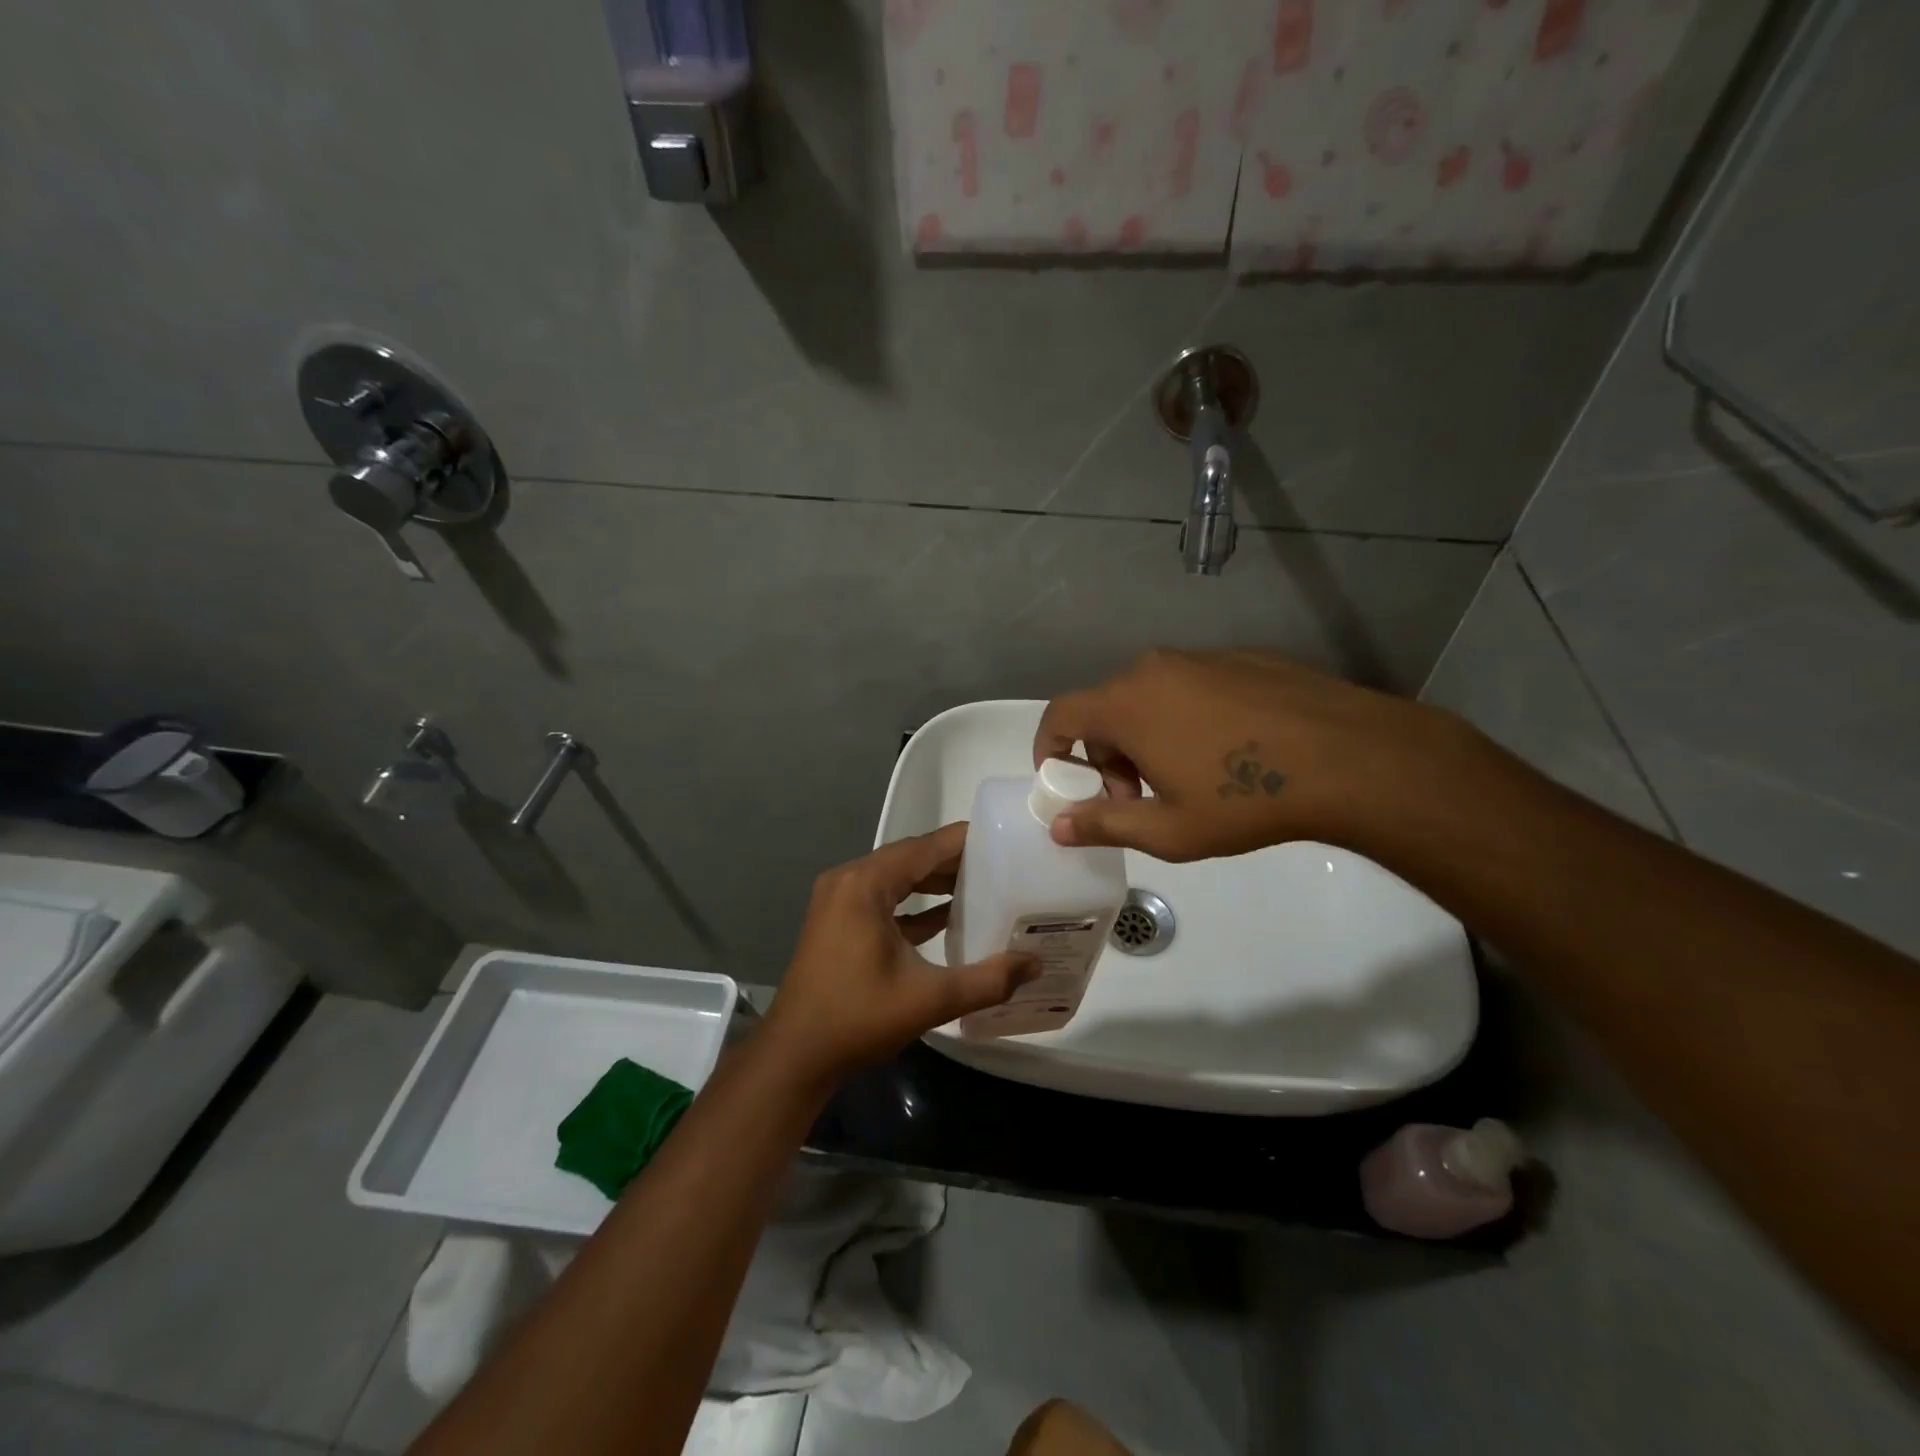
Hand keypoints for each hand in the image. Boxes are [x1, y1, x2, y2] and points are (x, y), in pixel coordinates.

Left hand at [762, 823, 1039, 1082]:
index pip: (925, 847)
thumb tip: (1035, 964)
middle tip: (1002, 866)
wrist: (795, 1056)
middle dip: (954, 861)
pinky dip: (914, 904)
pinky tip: (948, 916)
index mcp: (866, 884)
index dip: (966, 841)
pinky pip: (884, 899)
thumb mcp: (929, 999)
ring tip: (983, 886)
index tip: (1006, 840)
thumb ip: (987, 980)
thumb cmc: (858, 1019)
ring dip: (934, 881)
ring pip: (897, 878)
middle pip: (911, 858)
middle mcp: (849, 880)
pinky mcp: (838, 921)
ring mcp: (840, 900)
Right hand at [1034, 649, 1456, 860]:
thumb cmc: (1245, 799)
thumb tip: (1057, 826)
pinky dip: (1185, 717)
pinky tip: (1228, 751)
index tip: (1062, 781)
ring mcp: (1200, 657)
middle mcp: (1154, 669)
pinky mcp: (1241, 657)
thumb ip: (1103, 824)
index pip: (1061, 714)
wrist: (1349, 758)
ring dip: (1145, 736)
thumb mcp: (1168, 830)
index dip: (1049, 747)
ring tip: (1184, 778)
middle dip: (1105, 755)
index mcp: (1127, 704)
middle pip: (1105, 708)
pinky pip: (1190, 686)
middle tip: (1137, 798)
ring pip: (1149, 696)